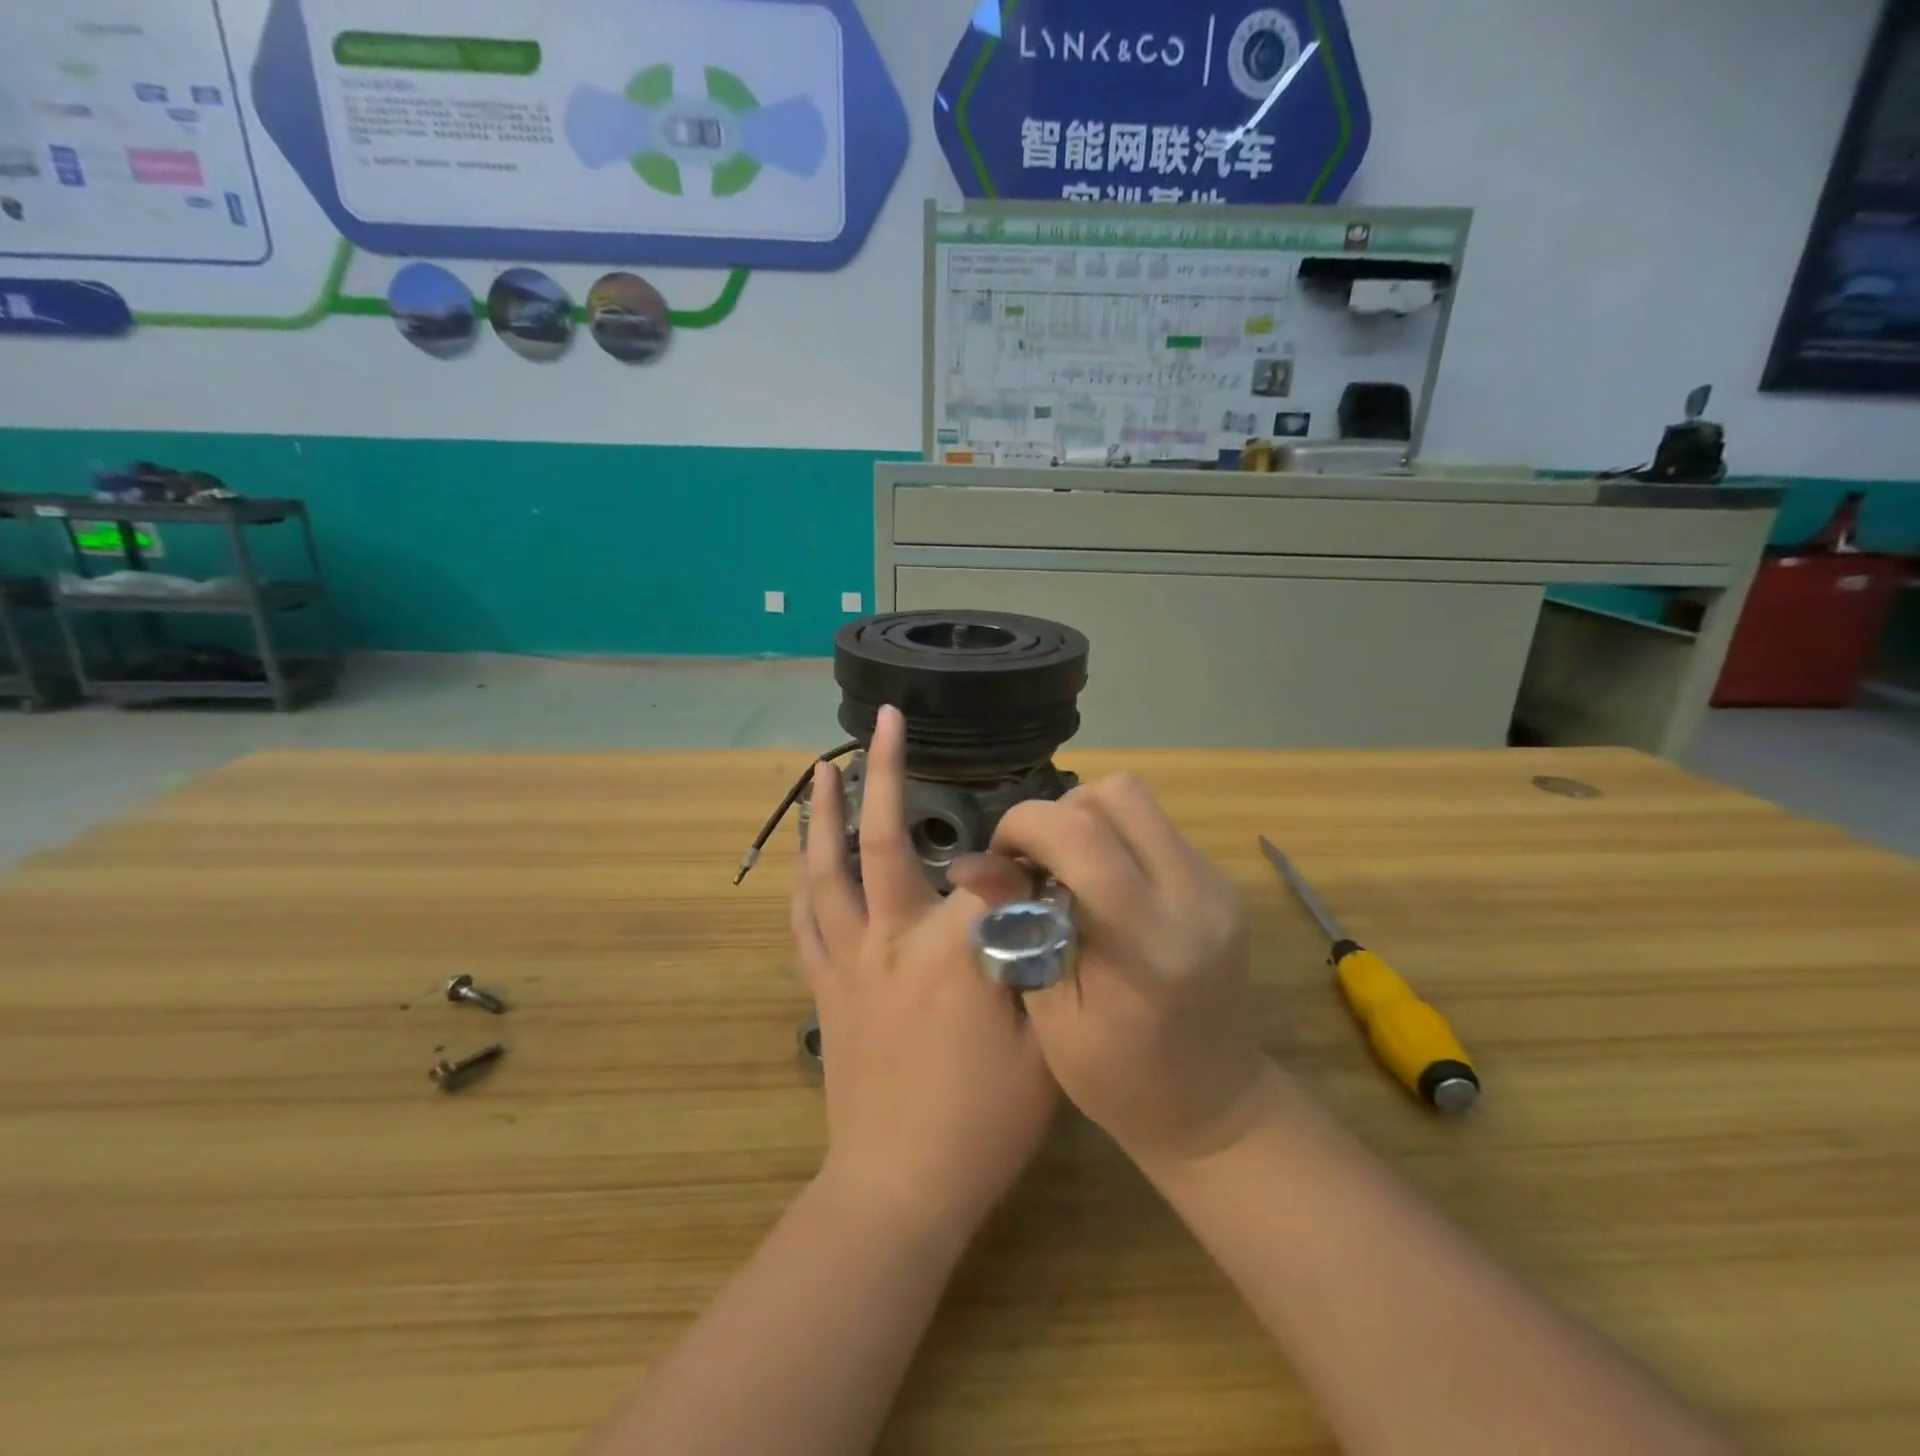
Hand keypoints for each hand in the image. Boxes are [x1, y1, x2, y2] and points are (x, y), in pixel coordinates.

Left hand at [793, 705, 1057, 1232]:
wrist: (900, 1187)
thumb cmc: (984, 1123)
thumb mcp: (1043, 1044)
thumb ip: (1042, 963)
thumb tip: (1042, 901)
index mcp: (953, 949)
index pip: (989, 872)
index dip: (1019, 853)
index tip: (1039, 846)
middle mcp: (892, 937)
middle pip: (886, 839)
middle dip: (887, 772)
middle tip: (883, 721)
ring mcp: (849, 959)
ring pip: (827, 870)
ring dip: (822, 814)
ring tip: (820, 768)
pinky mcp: (823, 987)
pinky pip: (803, 922)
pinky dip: (802, 883)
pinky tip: (801, 857)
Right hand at [951, 775, 1269, 1169]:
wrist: (1214, 1107)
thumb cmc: (1118, 1081)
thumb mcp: (1050, 1013)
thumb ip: (1016, 926)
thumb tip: (968, 864)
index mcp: (1147, 943)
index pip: (1081, 835)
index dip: (1024, 826)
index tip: (1001, 860)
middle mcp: (1194, 897)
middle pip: (1117, 794)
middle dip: (1058, 813)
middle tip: (1035, 862)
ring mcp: (1217, 886)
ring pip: (1139, 802)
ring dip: (1087, 820)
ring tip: (1065, 872)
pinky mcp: (1224, 884)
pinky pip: (1157, 828)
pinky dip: (1116, 839)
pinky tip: (1102, 888)